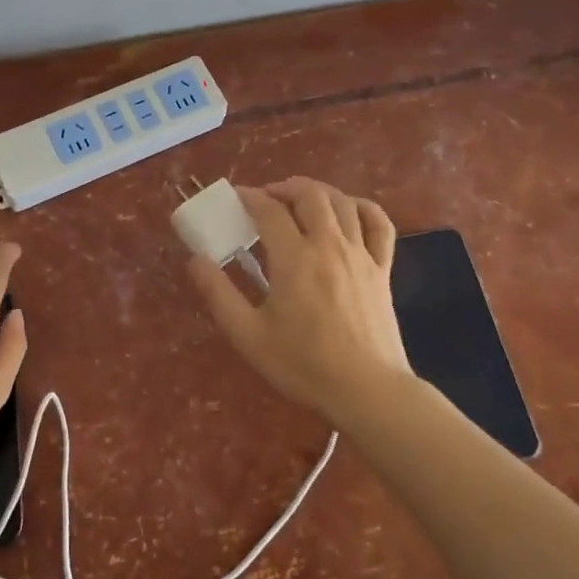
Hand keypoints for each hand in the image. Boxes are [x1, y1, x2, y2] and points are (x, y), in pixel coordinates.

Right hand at [186, 178, 414, 426]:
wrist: (366, 391)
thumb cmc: (303, 365)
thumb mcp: (248, 335)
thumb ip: (219, 294)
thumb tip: (196, 260)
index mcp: (294, 259)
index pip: (269, 210)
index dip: (249, 197)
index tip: (235, 198)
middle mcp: (329, 245)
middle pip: (310, 195)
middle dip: (284, 187)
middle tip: (266, 199)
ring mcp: (361, 255)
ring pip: (343, 202)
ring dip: (318, 192)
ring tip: (300, 201)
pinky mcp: (383, 269)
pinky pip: (379, 224)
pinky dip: (362, 208)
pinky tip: (349, 212)